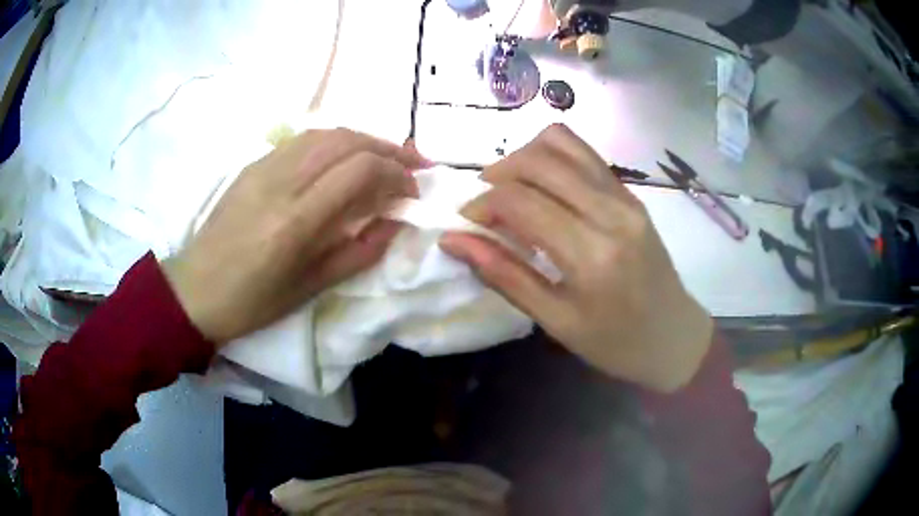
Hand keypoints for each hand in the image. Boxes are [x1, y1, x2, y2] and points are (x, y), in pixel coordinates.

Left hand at [162, 129, 424, 344]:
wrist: (195, 290)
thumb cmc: (252, 302)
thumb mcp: (311, 289)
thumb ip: (359, 253)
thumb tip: (394, 224)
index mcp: (296, 220)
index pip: (360, 169)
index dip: (396, 173)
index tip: (411, 192)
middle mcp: (281, 181)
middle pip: (347, 139)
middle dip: (388, 148)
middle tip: (411, 165)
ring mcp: (263, 167)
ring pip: (325, 132)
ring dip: (362, 139)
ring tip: (382, 158)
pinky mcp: (252, 165)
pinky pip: (301, 141)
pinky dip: (333, 142)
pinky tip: (340, 160)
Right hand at [439, 125, 712, 392]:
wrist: (674, 337)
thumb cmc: (615, 343)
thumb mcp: (555, 321)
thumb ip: (504, 275)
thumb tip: (453, 240)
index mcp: (591, 254)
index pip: (521, 201)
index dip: (482, 204)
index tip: (467, 224)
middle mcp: (611, 212)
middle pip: (539, 160)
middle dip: (498, 174)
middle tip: (484, 205)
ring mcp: (625, 196)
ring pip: (562, 143)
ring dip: (523, 158)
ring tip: (510, 190)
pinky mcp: (631, 193)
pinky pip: (583, 154)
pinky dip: (551, 159)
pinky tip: (542, 189)